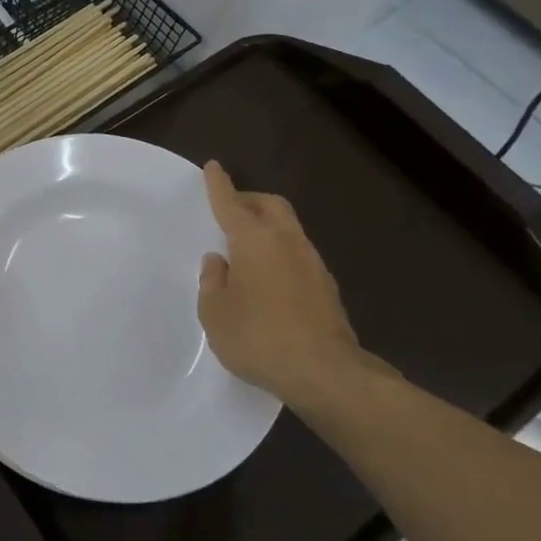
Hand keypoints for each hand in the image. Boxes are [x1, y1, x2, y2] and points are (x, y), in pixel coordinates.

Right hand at [196, 161, 382, 400]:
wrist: (326, 374)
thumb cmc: (258, 337)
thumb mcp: (215, 313)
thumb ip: (213, 282)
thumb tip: (218, 262)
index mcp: (254, 241)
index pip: (231, 203)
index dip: (219, 185)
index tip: (213, 167)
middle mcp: (286, 242)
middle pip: (271, 205)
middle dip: (249, 200)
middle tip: (231, 209)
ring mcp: (313, 264)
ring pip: (288, 229)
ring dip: (267, 228)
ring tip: (246, 249)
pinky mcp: (327, 289)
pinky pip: (298, 256)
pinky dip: (280, 254)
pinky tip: (269, 279)